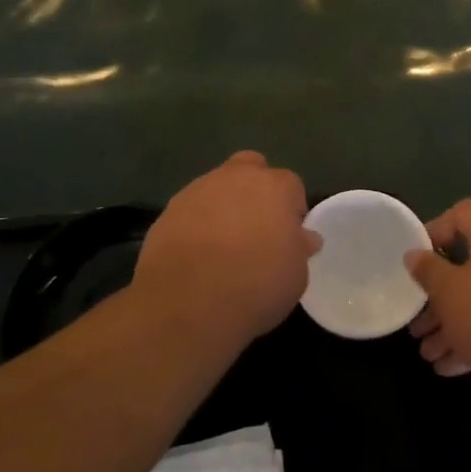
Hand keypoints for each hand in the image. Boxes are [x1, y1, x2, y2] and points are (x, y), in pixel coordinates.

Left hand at [134, 151, 318, 343]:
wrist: (187, 303)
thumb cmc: (255, 286)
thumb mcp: (295, 275)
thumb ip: (299, 248)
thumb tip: (303, 237)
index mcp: (275, 187)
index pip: (291, 186)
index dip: (292, 210)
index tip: (288, 237)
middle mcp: (237, 177)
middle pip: (251, 168)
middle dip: (255, 189)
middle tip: (256, 227)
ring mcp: (198, 190)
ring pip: (217, 187)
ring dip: (223, 206)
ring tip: (222, 246)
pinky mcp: (168, 211)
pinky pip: (190, 211)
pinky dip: (195, 225)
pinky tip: (196, 255)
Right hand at [405, 199, 470, 400]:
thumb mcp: (449, 293)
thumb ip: (428, 270)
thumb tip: (414, 254)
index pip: (464, 212)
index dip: (435, 230)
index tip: (417, 259)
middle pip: (470, 263)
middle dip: (440, 295)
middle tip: (418, 321)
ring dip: (453, 323)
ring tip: (429, 354)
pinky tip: (452, 366)